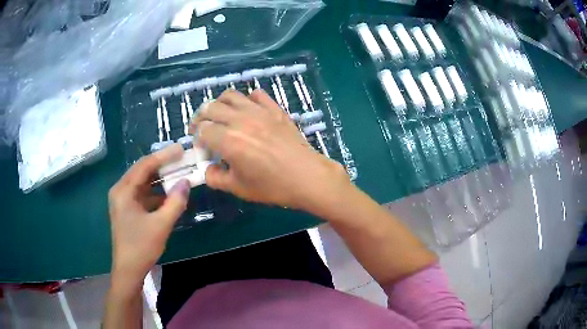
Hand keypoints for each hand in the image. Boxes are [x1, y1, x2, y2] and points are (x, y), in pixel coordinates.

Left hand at [108, 144, 189, 290]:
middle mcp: (121, 191)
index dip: (164, 156)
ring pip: (143, 182)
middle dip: (162, 165)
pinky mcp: (128, 209)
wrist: (128, 270)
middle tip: (181, 158)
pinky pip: (143, 194)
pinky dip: (156, 192)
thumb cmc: (141, 247)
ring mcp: (123, 200)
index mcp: (123, 191)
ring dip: (159, 178)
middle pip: (142, 171)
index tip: (181, 149)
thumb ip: (175, 202)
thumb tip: (186, 182)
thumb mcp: (161, 225)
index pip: (145, 165)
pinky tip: (169, 194)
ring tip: (178, 172)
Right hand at [190, 89, 350, 211]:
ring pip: (230, 95)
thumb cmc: (272, 186)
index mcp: (228, 140)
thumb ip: (215, 178)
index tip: (202, 148)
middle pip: (210, 107)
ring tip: (220, 115)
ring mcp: (259, 111)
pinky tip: (247, 110)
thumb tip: (208, 169)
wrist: (307, 177)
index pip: (202, 129)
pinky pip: (256, 94)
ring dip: (219, 104)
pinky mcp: (274, 109)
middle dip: (201, 117)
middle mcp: (240, 120)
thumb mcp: (238, 188)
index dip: (197, 138)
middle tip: (202, 128)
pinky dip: (246, 99)